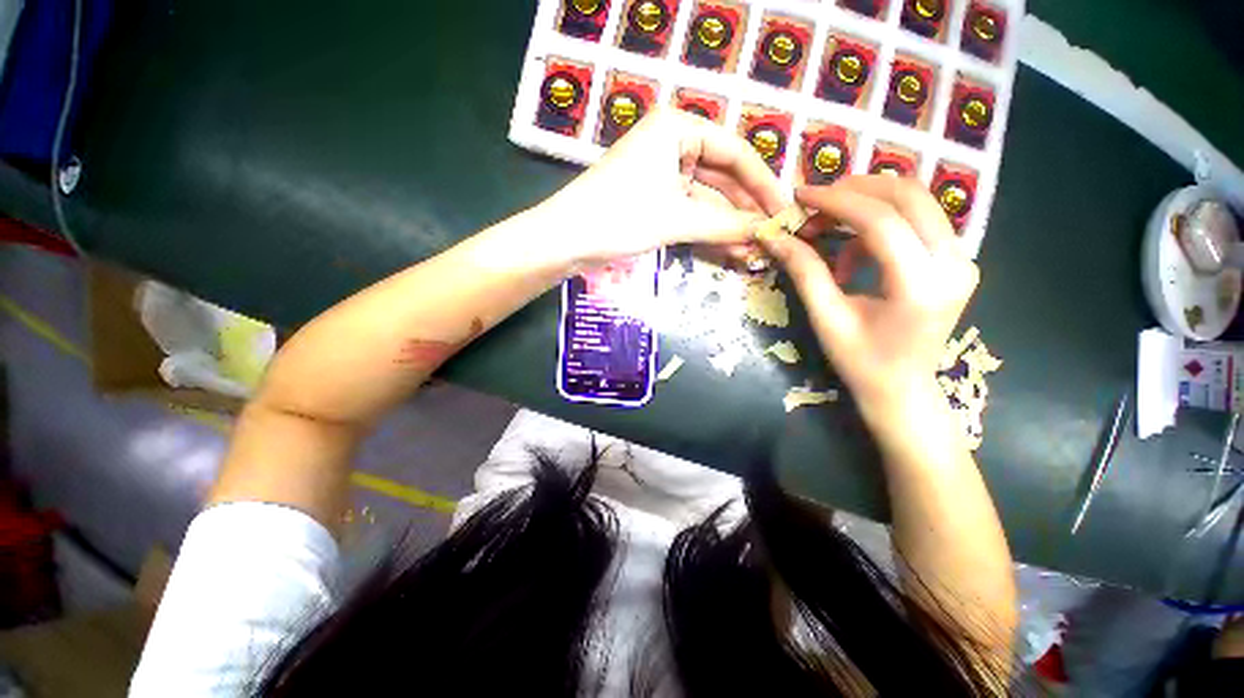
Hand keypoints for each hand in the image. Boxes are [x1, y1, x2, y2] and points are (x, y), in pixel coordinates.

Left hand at [536, 108, 786, 267]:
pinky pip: (689, 213)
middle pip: (722, 178)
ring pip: (706, 200)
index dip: (763, 184)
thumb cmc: (619, 216)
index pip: (735, 153)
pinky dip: (707, 232)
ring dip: (728, 226)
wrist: (566, 239)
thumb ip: (725, 225)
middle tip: (772, 235)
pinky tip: (729, 250)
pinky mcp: (653, 201)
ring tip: (755, 250)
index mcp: (678, 128)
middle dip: (745, 210)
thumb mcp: (676, 219)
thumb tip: (767, 232)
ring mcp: (661, 175)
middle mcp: (672, 145)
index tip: (784, 210)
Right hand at [758, 176, 978, 422]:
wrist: (903, 389)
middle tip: (815, 204)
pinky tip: (855, 250)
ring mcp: (962, 259)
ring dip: (867, 203)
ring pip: (917, 202)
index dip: (836, 202)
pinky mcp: (958, 259)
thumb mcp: (826, 317)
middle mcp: (953, 264)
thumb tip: (774, 236)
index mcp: (920, 286)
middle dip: (855, 191)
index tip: (801, 196)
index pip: (881, 221)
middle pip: (908, 197)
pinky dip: (881, 221)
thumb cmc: (860, 361)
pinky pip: (919, 220)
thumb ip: (804, 271)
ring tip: (829, 231)